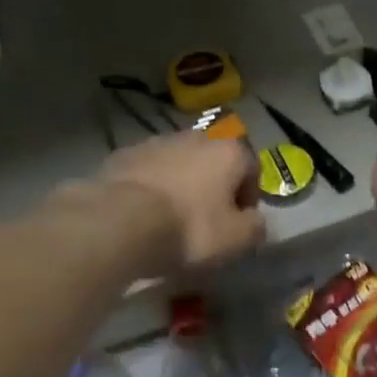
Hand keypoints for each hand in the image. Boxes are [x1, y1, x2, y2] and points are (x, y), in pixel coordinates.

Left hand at [94, 135, 264, 271]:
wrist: (120, 221)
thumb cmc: (189, 228)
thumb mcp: (236, 239)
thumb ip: (255, 227)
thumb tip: (256, 221)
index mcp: (228, 151)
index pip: (251, 168)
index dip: (249, 197)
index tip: (238, 223)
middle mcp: (195, 137)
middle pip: (213, 162)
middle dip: (213, 187)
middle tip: (206, 220)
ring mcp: (156, 142)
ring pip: (179, 164)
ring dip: (181, 184)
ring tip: (171, 217)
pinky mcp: (124, 154)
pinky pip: (148, 171)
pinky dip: (151, 187)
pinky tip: (143, 213)